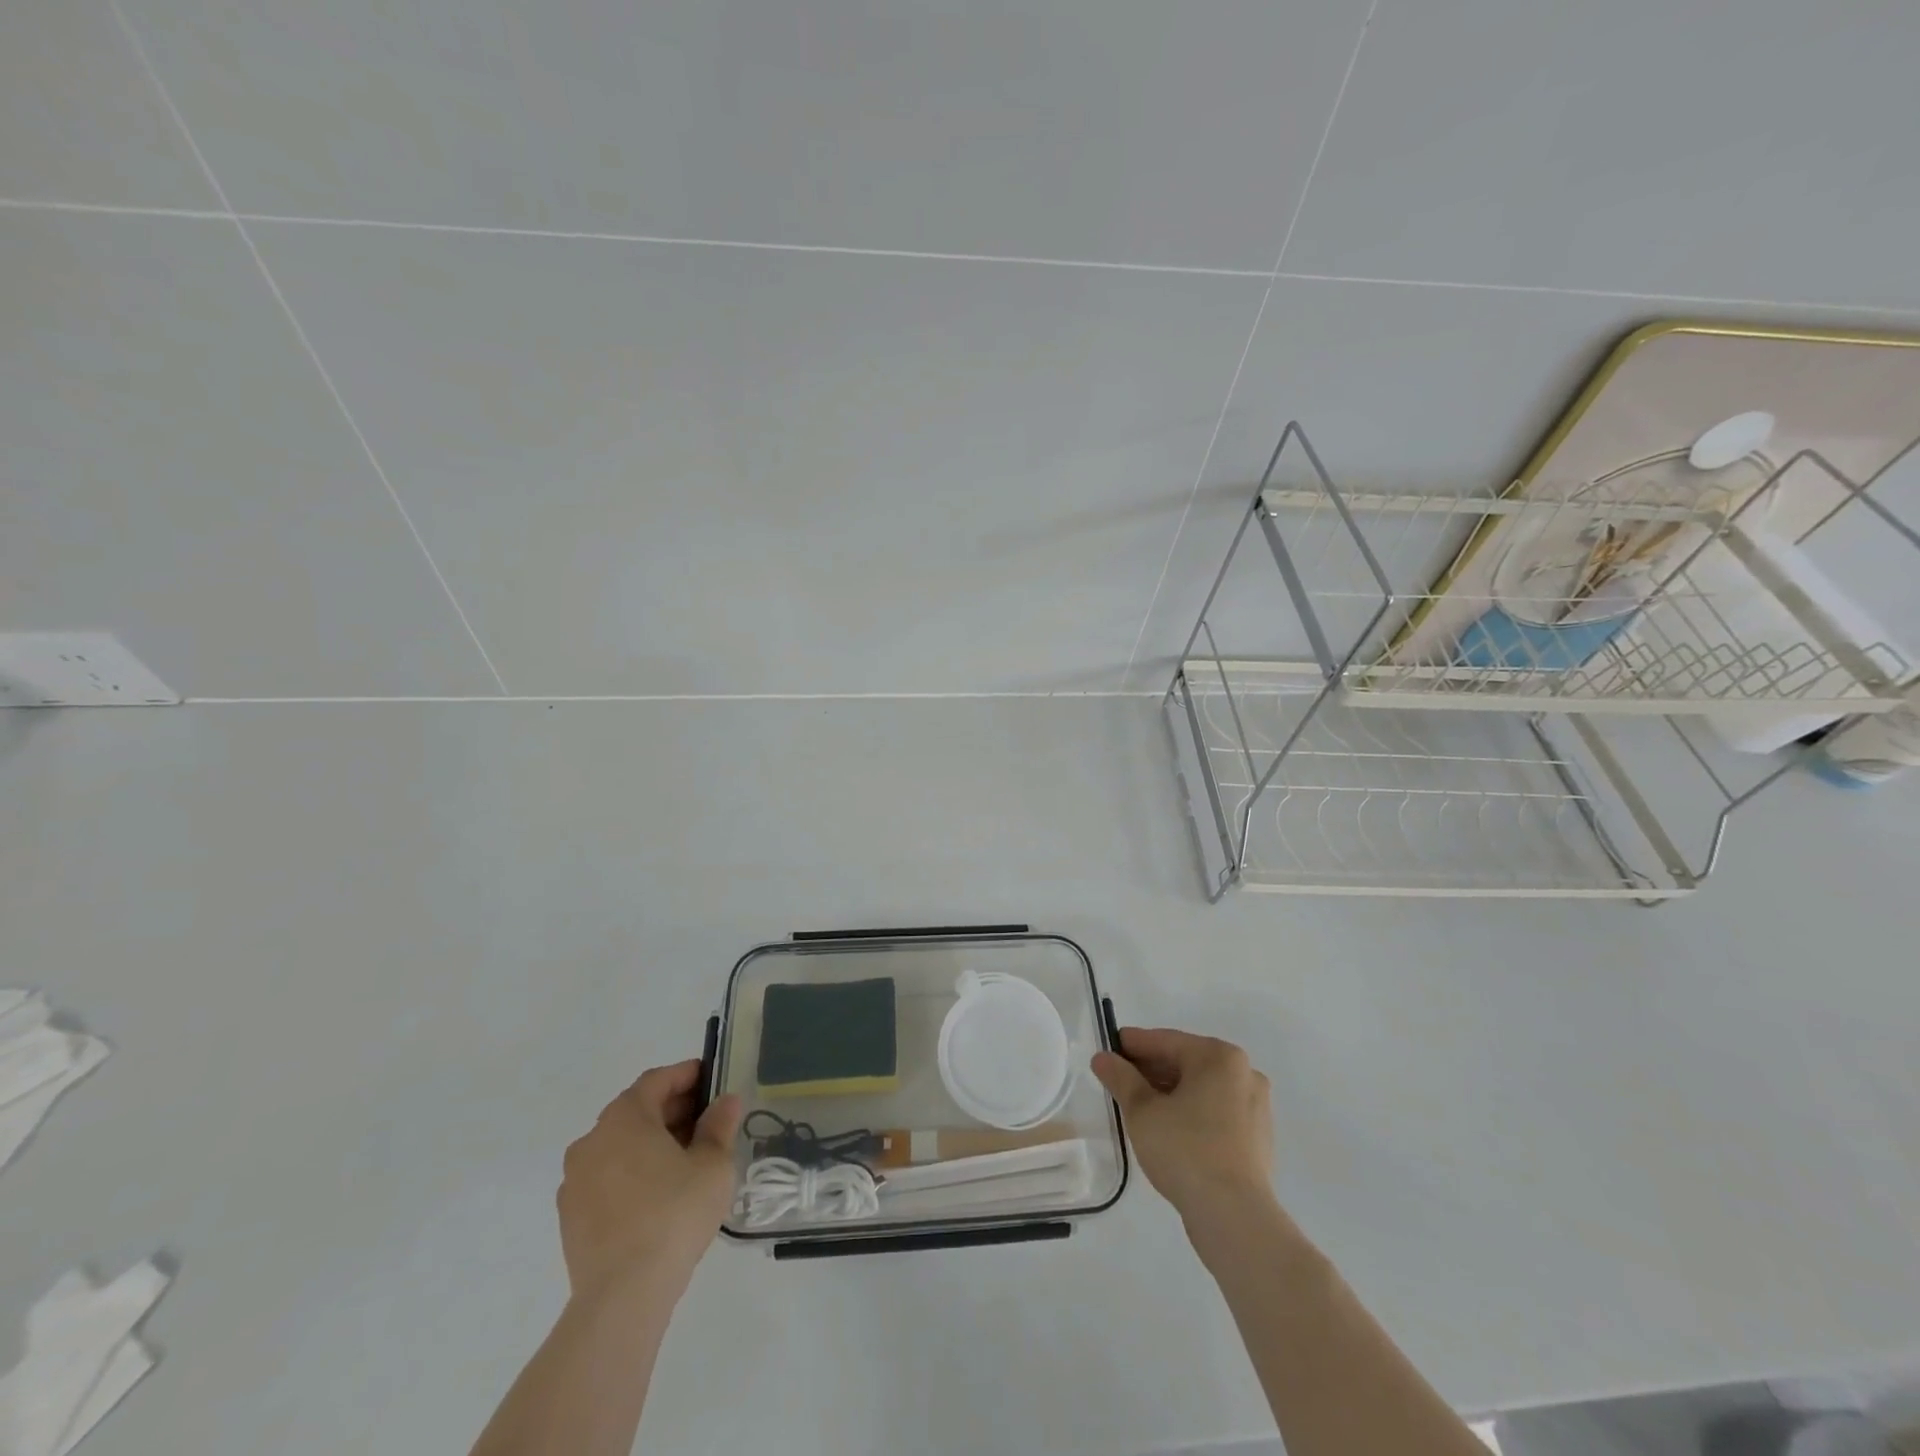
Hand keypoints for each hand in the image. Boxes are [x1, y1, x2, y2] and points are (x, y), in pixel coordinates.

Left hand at [558, 1061, 741, 1303]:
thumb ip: (719, 1126)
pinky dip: (634, 1174)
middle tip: (708, 1121)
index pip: (657, 1080)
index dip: (687, 1075)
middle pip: (637, 1111)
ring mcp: (575, 1181)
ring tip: (688, 1160)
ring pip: (620, 1146)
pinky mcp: (571, 1218)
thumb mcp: (713, 1164)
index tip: (713, 1080)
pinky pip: (608, 1179)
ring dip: (653, 1143)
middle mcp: (592, 1140)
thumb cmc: (673, 1214)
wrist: (622, 1296)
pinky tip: (661, 1195)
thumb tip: (725, 1102)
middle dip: (673, 1111)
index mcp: (624, 1118)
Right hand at [1091, 1028, 1275, 1224]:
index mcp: (1219, 1057)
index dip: (1133, 1045)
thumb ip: (1120, 1078)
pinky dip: (1192, 1113)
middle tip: (1120, 1080)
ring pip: (1202, 1089)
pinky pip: (1216, 1112)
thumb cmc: (1185, 1150)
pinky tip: (1169, 1130)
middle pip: (1186, 1063)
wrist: (1233, 1217)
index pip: (1166, 1041)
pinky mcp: (1257, 1139)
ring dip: (1170, 1092)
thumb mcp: (1142, 1111)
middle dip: (1151, 1070)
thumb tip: (1103, 1058)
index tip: (1109, 1049)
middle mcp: (1244, 1074)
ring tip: (1139, 1107)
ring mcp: (1256, 1107)